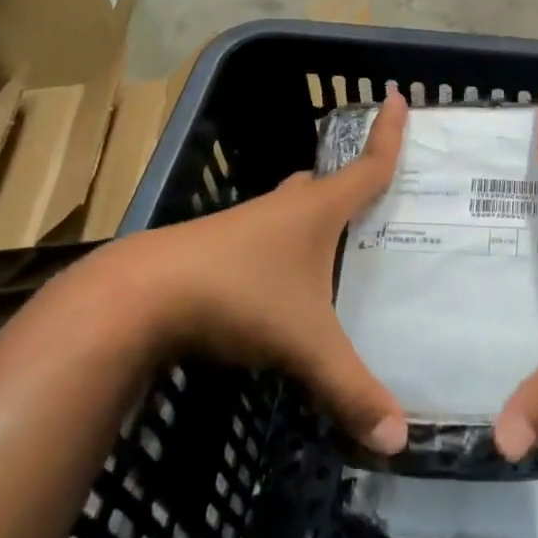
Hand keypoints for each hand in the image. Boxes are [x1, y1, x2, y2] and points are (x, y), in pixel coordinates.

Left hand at [99, 88, 410, 454]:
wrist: (137, 297)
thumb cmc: (237, 296)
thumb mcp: (305, 345)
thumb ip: (351, 390)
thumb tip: (400, 440)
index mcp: (316, 210)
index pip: (367, 165)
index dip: (388, 134)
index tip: (400, 96)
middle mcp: (283, 208)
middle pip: (325, 184)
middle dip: (351, 184)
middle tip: (379, 199)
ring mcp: (245, 227)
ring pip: (291, 209)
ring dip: (314, 215)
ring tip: (340, 242)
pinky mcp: (216, 249)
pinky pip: (265, 237)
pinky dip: (284, 246)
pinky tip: (286, 280)